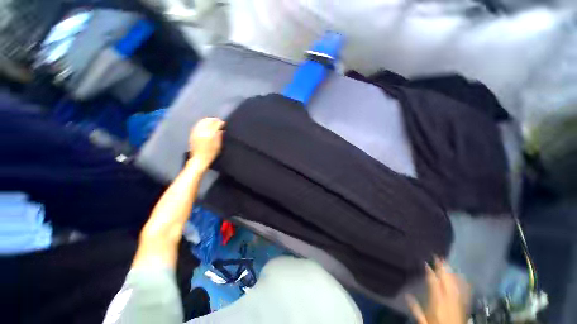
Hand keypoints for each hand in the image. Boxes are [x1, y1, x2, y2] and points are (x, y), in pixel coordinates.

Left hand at [188, 118, 224, 171]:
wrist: (199, 159)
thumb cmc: (211, 153)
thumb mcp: (218, 145)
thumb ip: (220, 135)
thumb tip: (221, 128)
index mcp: (209, 134)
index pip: (215, 124)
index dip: (220, 122)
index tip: (223, 123)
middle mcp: (202, 131)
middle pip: (208, 121)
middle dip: (213, 120)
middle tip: (218, 121)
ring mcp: (196, 132)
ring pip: (202, 122)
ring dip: (207, 120)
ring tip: (212, 122)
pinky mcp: (192, 134)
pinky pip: (197, 125)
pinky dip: (202, 123)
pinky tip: (205, 125)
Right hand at [407, 258, 469, 323]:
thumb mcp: (423, 320)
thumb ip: (416, 307)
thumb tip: (406, 295)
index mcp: (437, 301)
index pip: (433, 283)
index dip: (430, 272)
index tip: (426, 262)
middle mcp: (448, 299)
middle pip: (445, 281)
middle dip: (442, 268)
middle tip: (439, 257)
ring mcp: (457, 301)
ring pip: (454, 284)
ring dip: (451, 273)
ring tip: (448, 263)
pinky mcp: (463, 304)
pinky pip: (464, 291)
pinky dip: (462, 282)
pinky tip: (462, 276)